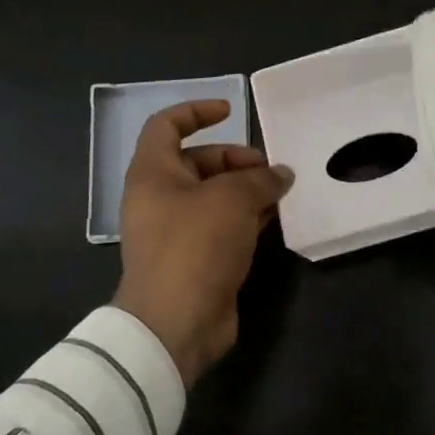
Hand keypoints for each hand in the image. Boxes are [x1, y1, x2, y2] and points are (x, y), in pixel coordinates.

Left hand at [113, 100, 293, 384]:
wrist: (175, 323)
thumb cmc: (194, 246)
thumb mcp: (232, 199)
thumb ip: (260, 179)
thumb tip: (281, 174)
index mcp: (152, 173)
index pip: (166, 125)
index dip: (196, 111)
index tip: (231, 110)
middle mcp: (159, 198)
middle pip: (197, 161)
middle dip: (235, 159)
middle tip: (269, 170)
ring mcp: (176, 231)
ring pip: (214, 196)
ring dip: (246, 189)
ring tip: (281, 192)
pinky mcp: (194, 259)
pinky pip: (221, 226)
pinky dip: (246, 217)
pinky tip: (274, 219)